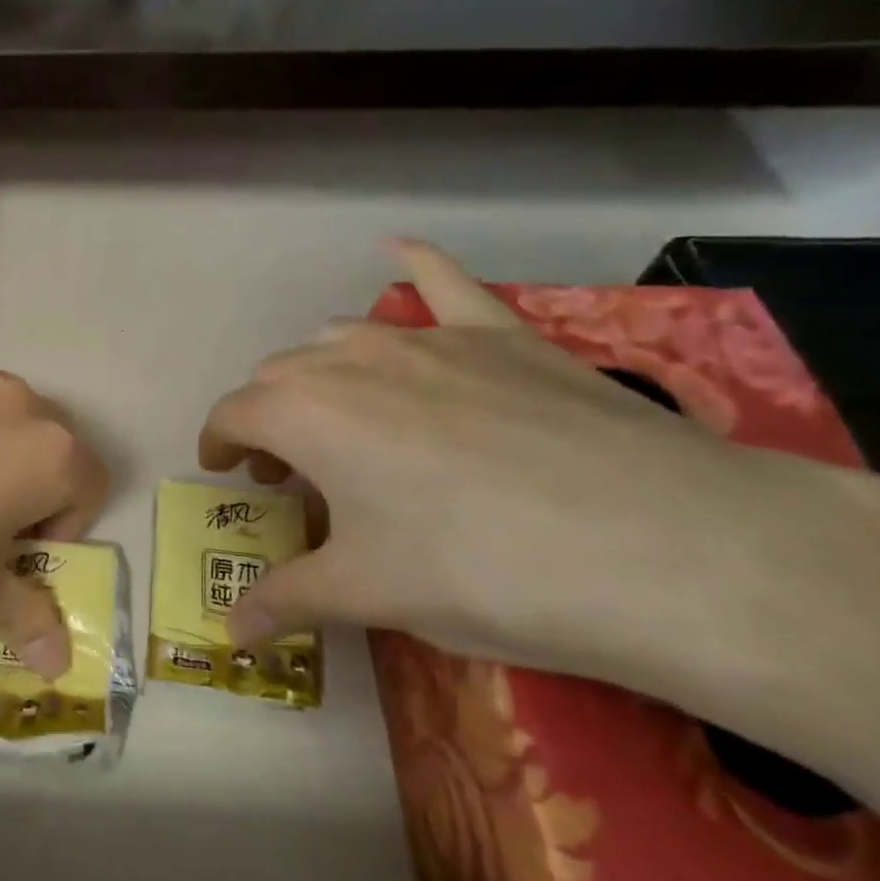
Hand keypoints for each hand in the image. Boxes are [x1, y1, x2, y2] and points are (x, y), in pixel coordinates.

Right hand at [196, 240, 879, 737]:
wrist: (660, 548)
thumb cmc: (476, 570)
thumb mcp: (365, 593)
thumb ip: (282, 601)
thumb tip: (225, 633)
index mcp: (304, 413)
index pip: (233, 414)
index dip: (219, 443)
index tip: (225, 474)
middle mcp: (351, 358)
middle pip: (281, 374)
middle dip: (268, 416)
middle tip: (288, 472)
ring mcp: (430, 338)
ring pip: (343, 338)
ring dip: (321, 373)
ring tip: (342, 420)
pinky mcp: (502, 334)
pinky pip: (445, 283)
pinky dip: (416, 267)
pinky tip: (398, 247)